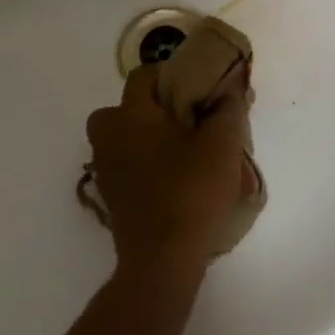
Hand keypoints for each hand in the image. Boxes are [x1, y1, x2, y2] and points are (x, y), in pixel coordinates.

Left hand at [86, 65, 253, 274]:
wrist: (162, 260)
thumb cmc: (191, 192)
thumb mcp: (222, 145)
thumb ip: (227, 109)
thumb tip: (229, 88)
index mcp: (131, 115)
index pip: (143, 75)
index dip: (170, 73)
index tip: (197, 86)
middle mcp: (109, 136)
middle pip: (124, 107)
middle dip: (151, 107)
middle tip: (186, 118)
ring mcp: (105, 169)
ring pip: (122, 137)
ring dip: (145, 136)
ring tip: (182, 149)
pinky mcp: (110, 196)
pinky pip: (124, 163)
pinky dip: (142, 162)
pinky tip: (172, 176)